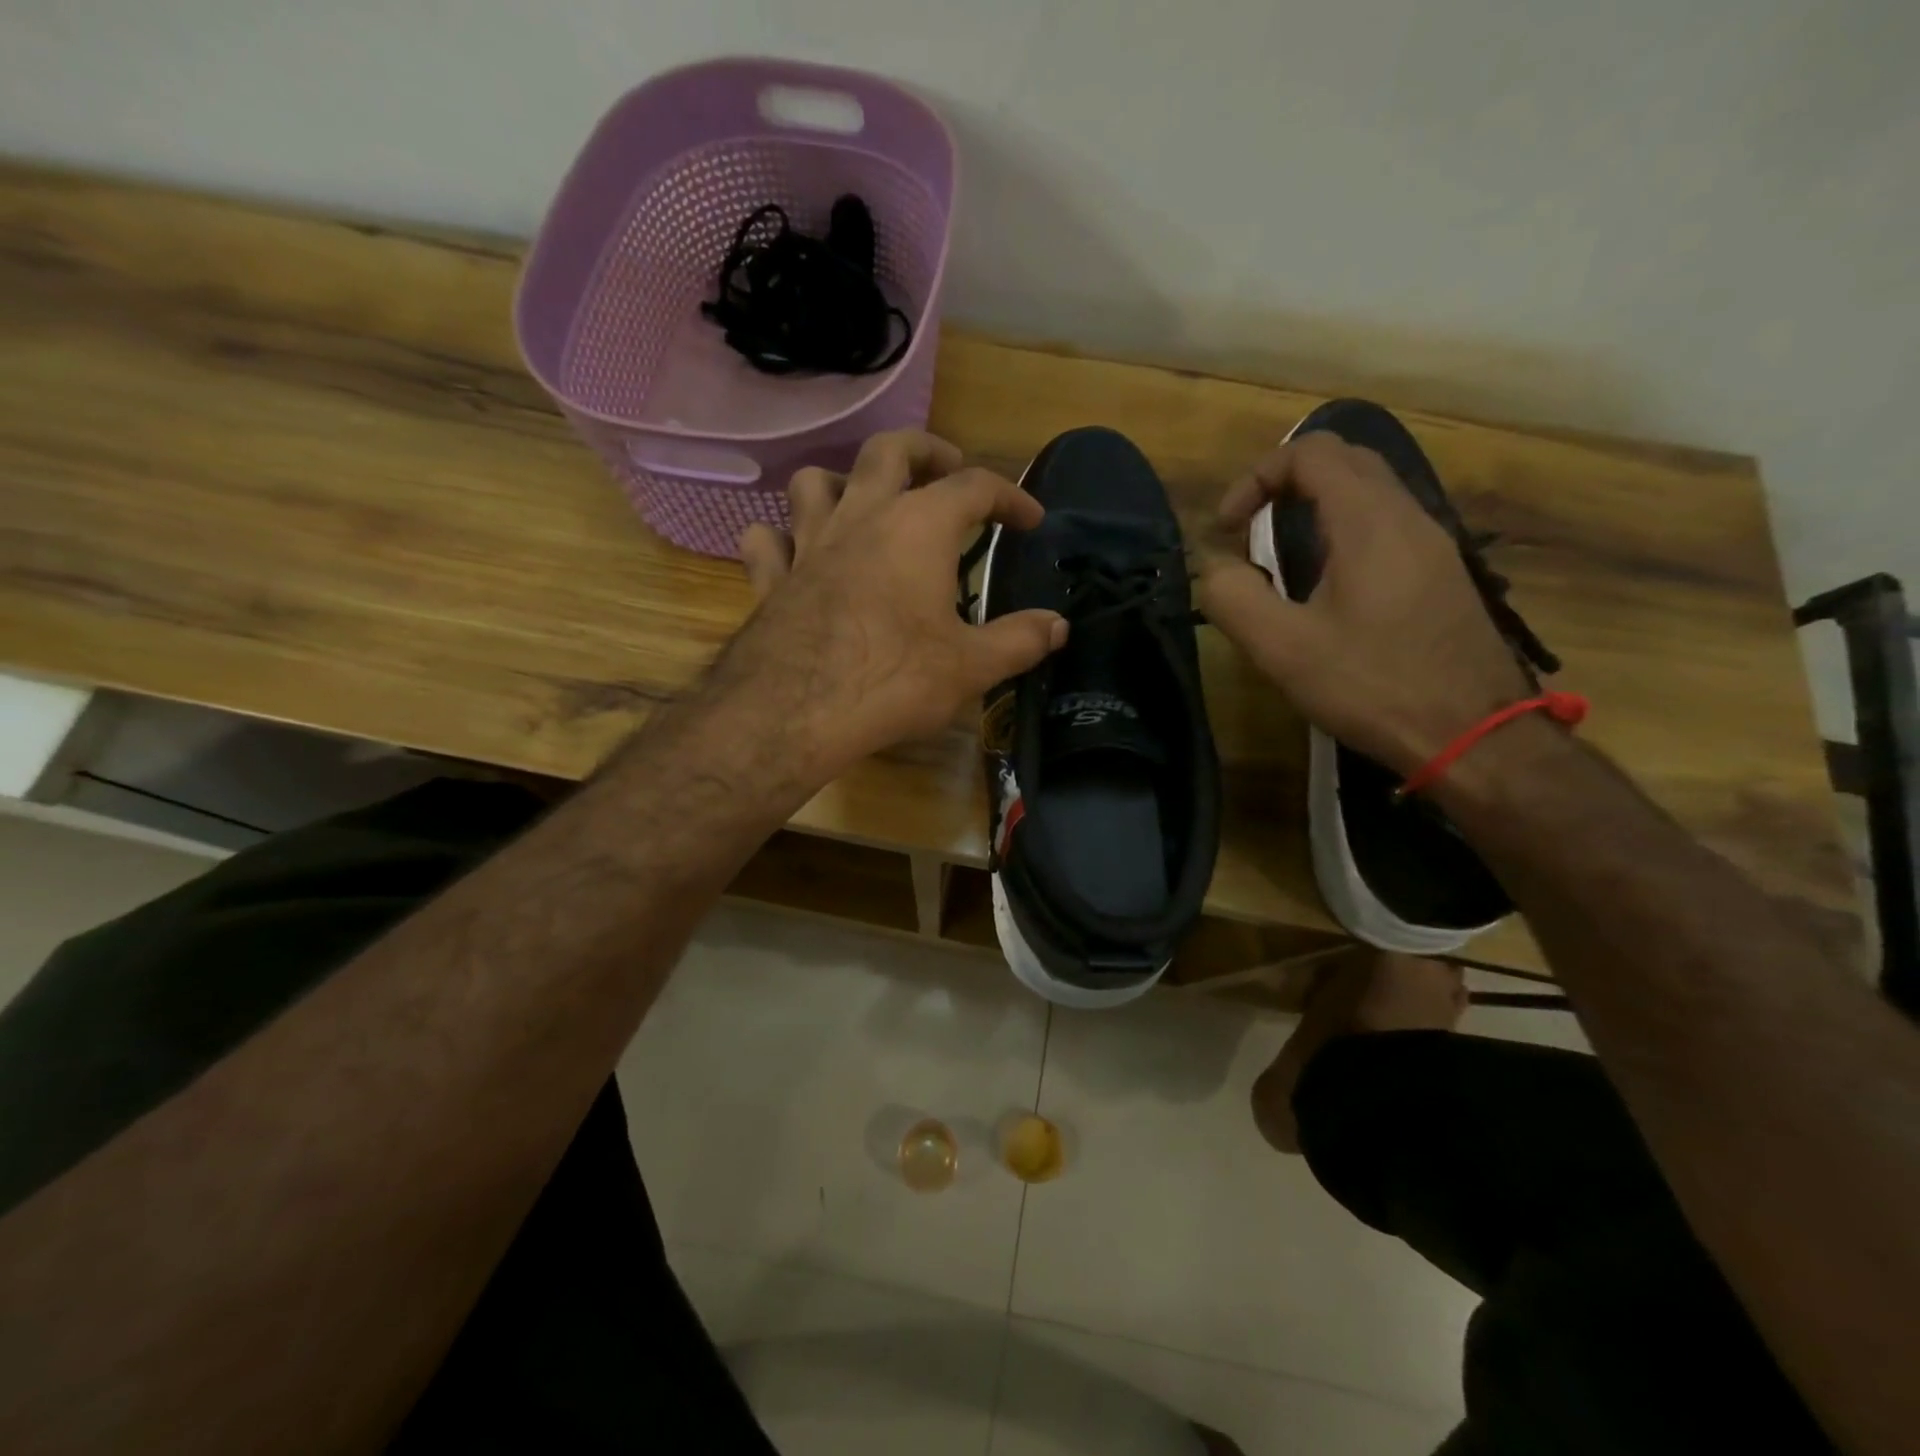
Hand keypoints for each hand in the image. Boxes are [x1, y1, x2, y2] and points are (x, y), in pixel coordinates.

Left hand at [725, 430, 1067, 775]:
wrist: (796, 711)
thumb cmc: (894, 679)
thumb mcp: (971, 666)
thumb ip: (1019, 641)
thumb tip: (1058, 627)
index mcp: (919, 527)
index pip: (975, 486)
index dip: (1010, 496)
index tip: (1030, 519)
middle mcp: (861, 517)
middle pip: (889, 451)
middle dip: (924, 452)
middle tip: (945, 470)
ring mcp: (808, 543)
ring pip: (815, 481)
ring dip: (842, 482)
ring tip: (864, 505)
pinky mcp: (771, 578)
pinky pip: (767, 540)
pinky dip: (782, 539)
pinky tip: (796, 555)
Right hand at [1196, 432, 1530, 773]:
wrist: (1474, 734)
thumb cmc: (1373, 686)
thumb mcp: (1283, 648)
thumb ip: (1233, 597)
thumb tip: (1213, 568)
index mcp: (1368, 522)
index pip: (1310, 452)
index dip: (1256, 477)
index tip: (1227, 529)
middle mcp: (1408, 517)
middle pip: (1344, 461)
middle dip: (1284, 484)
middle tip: (1249, 533)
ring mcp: (1433, 544)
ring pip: (1369, 492)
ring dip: (1314, 508)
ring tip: (1280, 561)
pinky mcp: (1442, 574)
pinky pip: (1386, 526)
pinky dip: (1342, 532)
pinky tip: (1325, 587)